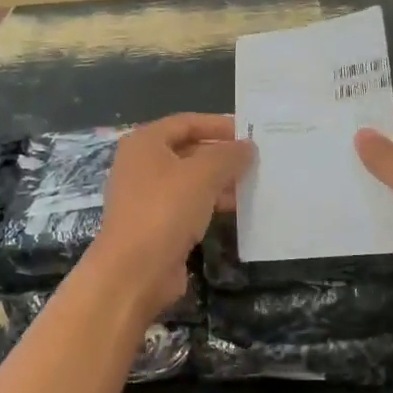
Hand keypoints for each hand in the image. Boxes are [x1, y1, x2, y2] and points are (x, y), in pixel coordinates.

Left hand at [88, 113, 254, 321]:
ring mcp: (147, 197)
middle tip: (257, 160)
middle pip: (188, 150)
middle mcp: (142, 165)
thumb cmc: (165, 210)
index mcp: (145, 143)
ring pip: (190, 180)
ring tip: (254, 184)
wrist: (134, 270)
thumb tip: (248, 146)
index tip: (250, 133)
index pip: (186, 122)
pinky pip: (188, 205)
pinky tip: (236, 209)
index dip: (219, 125)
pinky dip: (210, 203)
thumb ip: (228, 155)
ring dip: (220, 181)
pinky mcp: (156, 224)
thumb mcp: (203, 174)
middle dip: (222, 155)